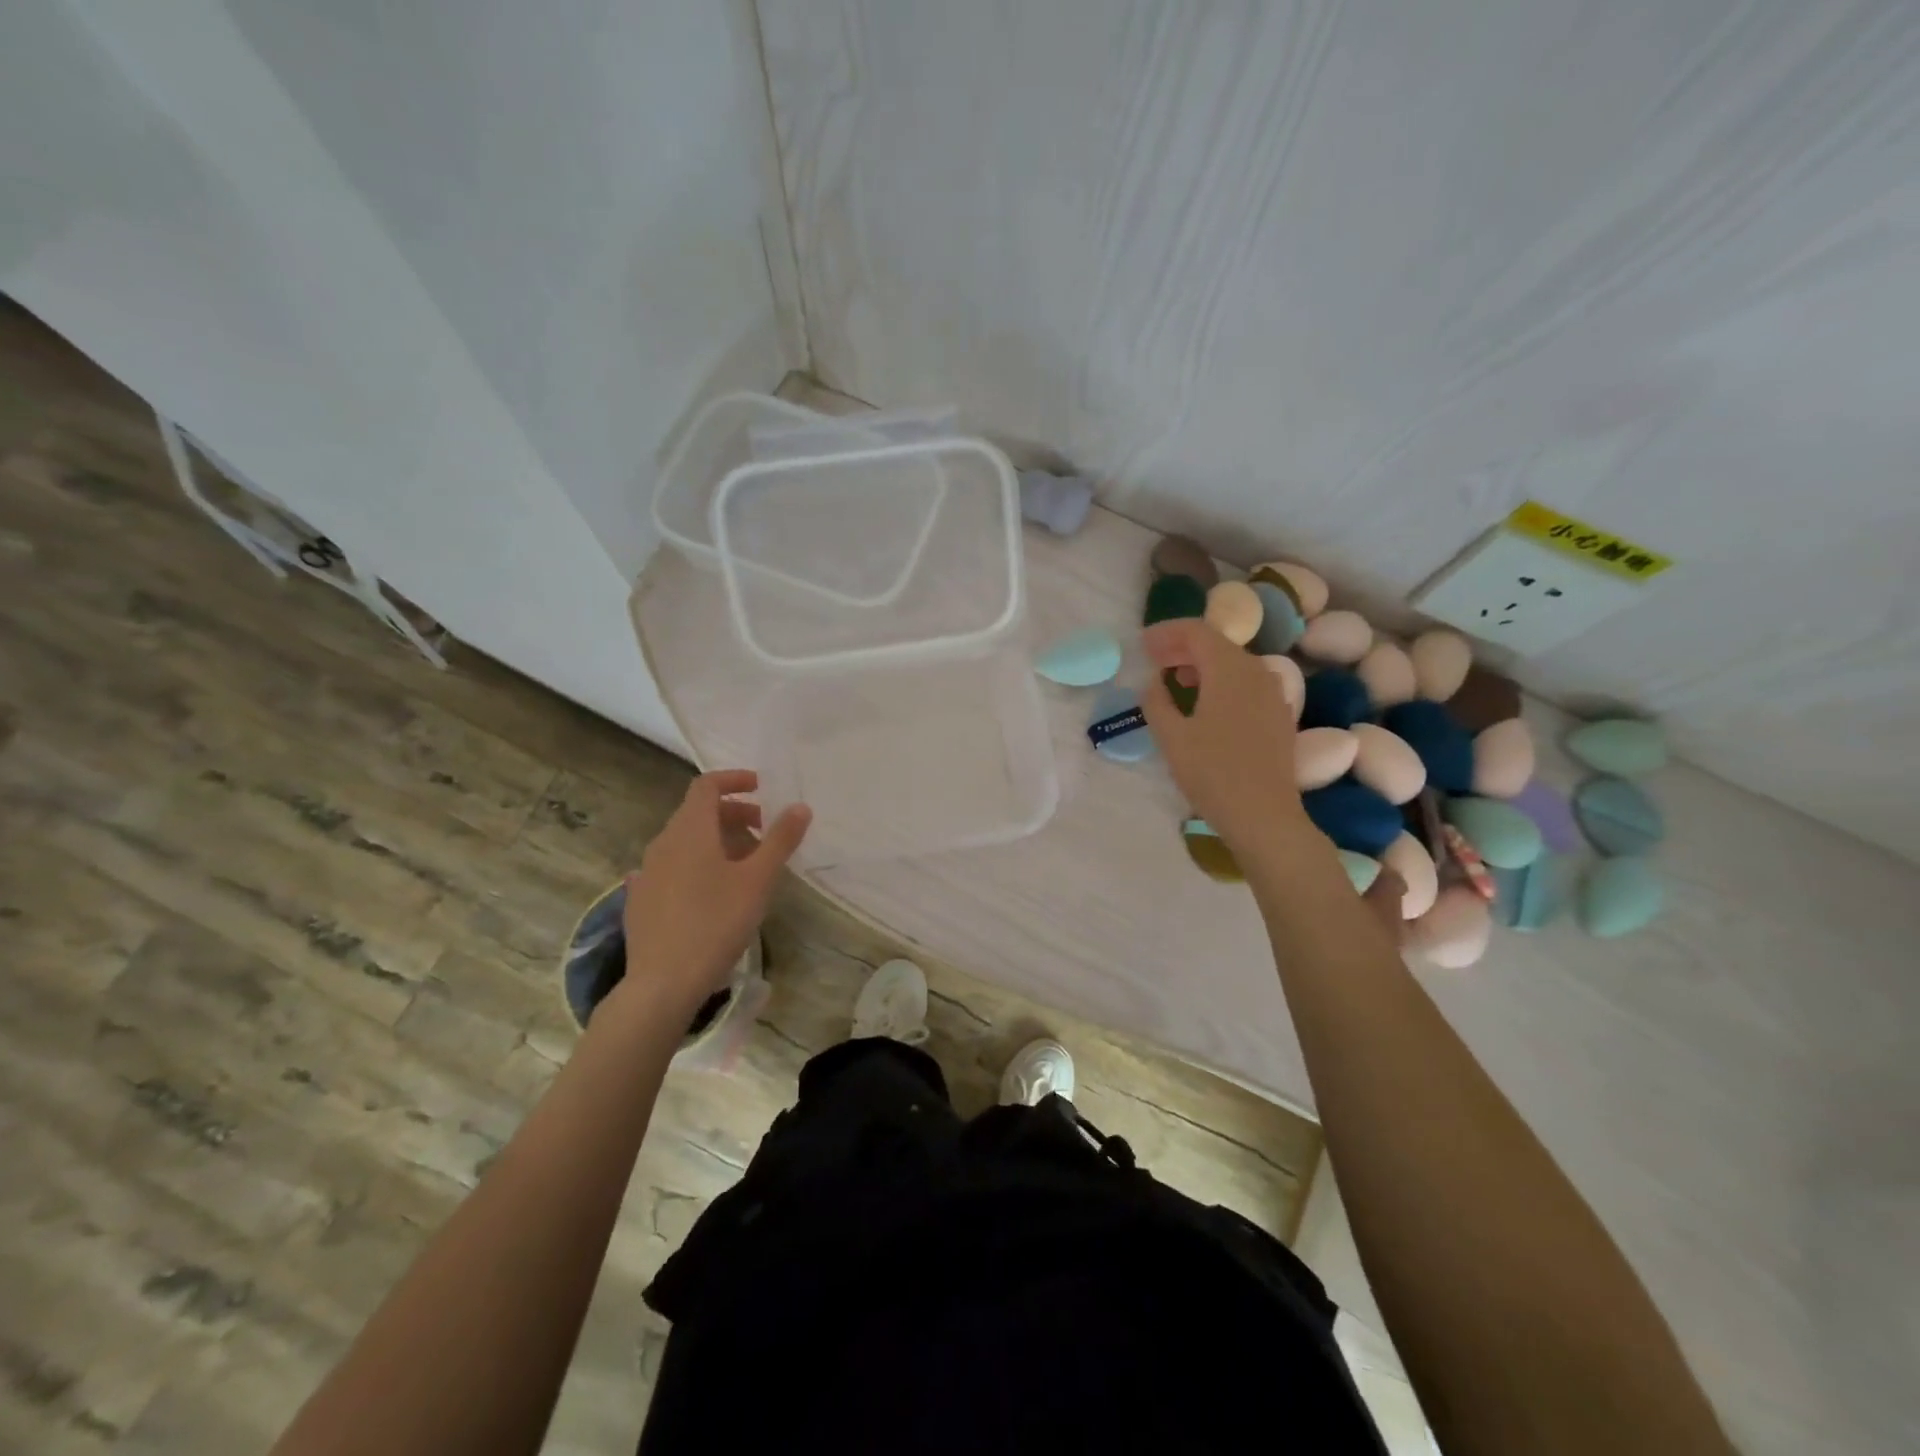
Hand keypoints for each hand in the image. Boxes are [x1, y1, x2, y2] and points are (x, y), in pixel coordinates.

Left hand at [611, 770, 810, 1019]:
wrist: (663, 983)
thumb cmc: (716, 923)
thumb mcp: (758, 880)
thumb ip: (780, 840)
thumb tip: (800, 806)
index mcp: (690, 830)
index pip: (706, 785)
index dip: (734, 780)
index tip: (761, 788)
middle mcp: (663, 842)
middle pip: (697, 812)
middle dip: (732, 814)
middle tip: (763, 831)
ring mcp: (647, 872)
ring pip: (684, 841)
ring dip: (715, 841)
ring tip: (743, 865)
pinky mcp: (641, 900)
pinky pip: (671, 868)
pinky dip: (695, 865)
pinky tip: (707, 890)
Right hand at [1141, 617, 1303, 853]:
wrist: (1264, 815)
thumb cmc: (1212, 773)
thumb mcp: (1171, 737)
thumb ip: (1156, 702)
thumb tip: (1153, 683)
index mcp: (1229, 669)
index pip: (1197, 631)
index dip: (1166, 633)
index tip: (1142, 644)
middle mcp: (1256, 671)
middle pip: (1217, 644)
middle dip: (1182, 647)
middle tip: (1153, 660)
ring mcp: (1273, 693)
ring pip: (1233, 664)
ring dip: (1201, 665)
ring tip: (1174, 681)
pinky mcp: (1279, 715)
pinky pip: (1246, 684)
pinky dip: (1221, 682)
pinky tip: (1205, 704)